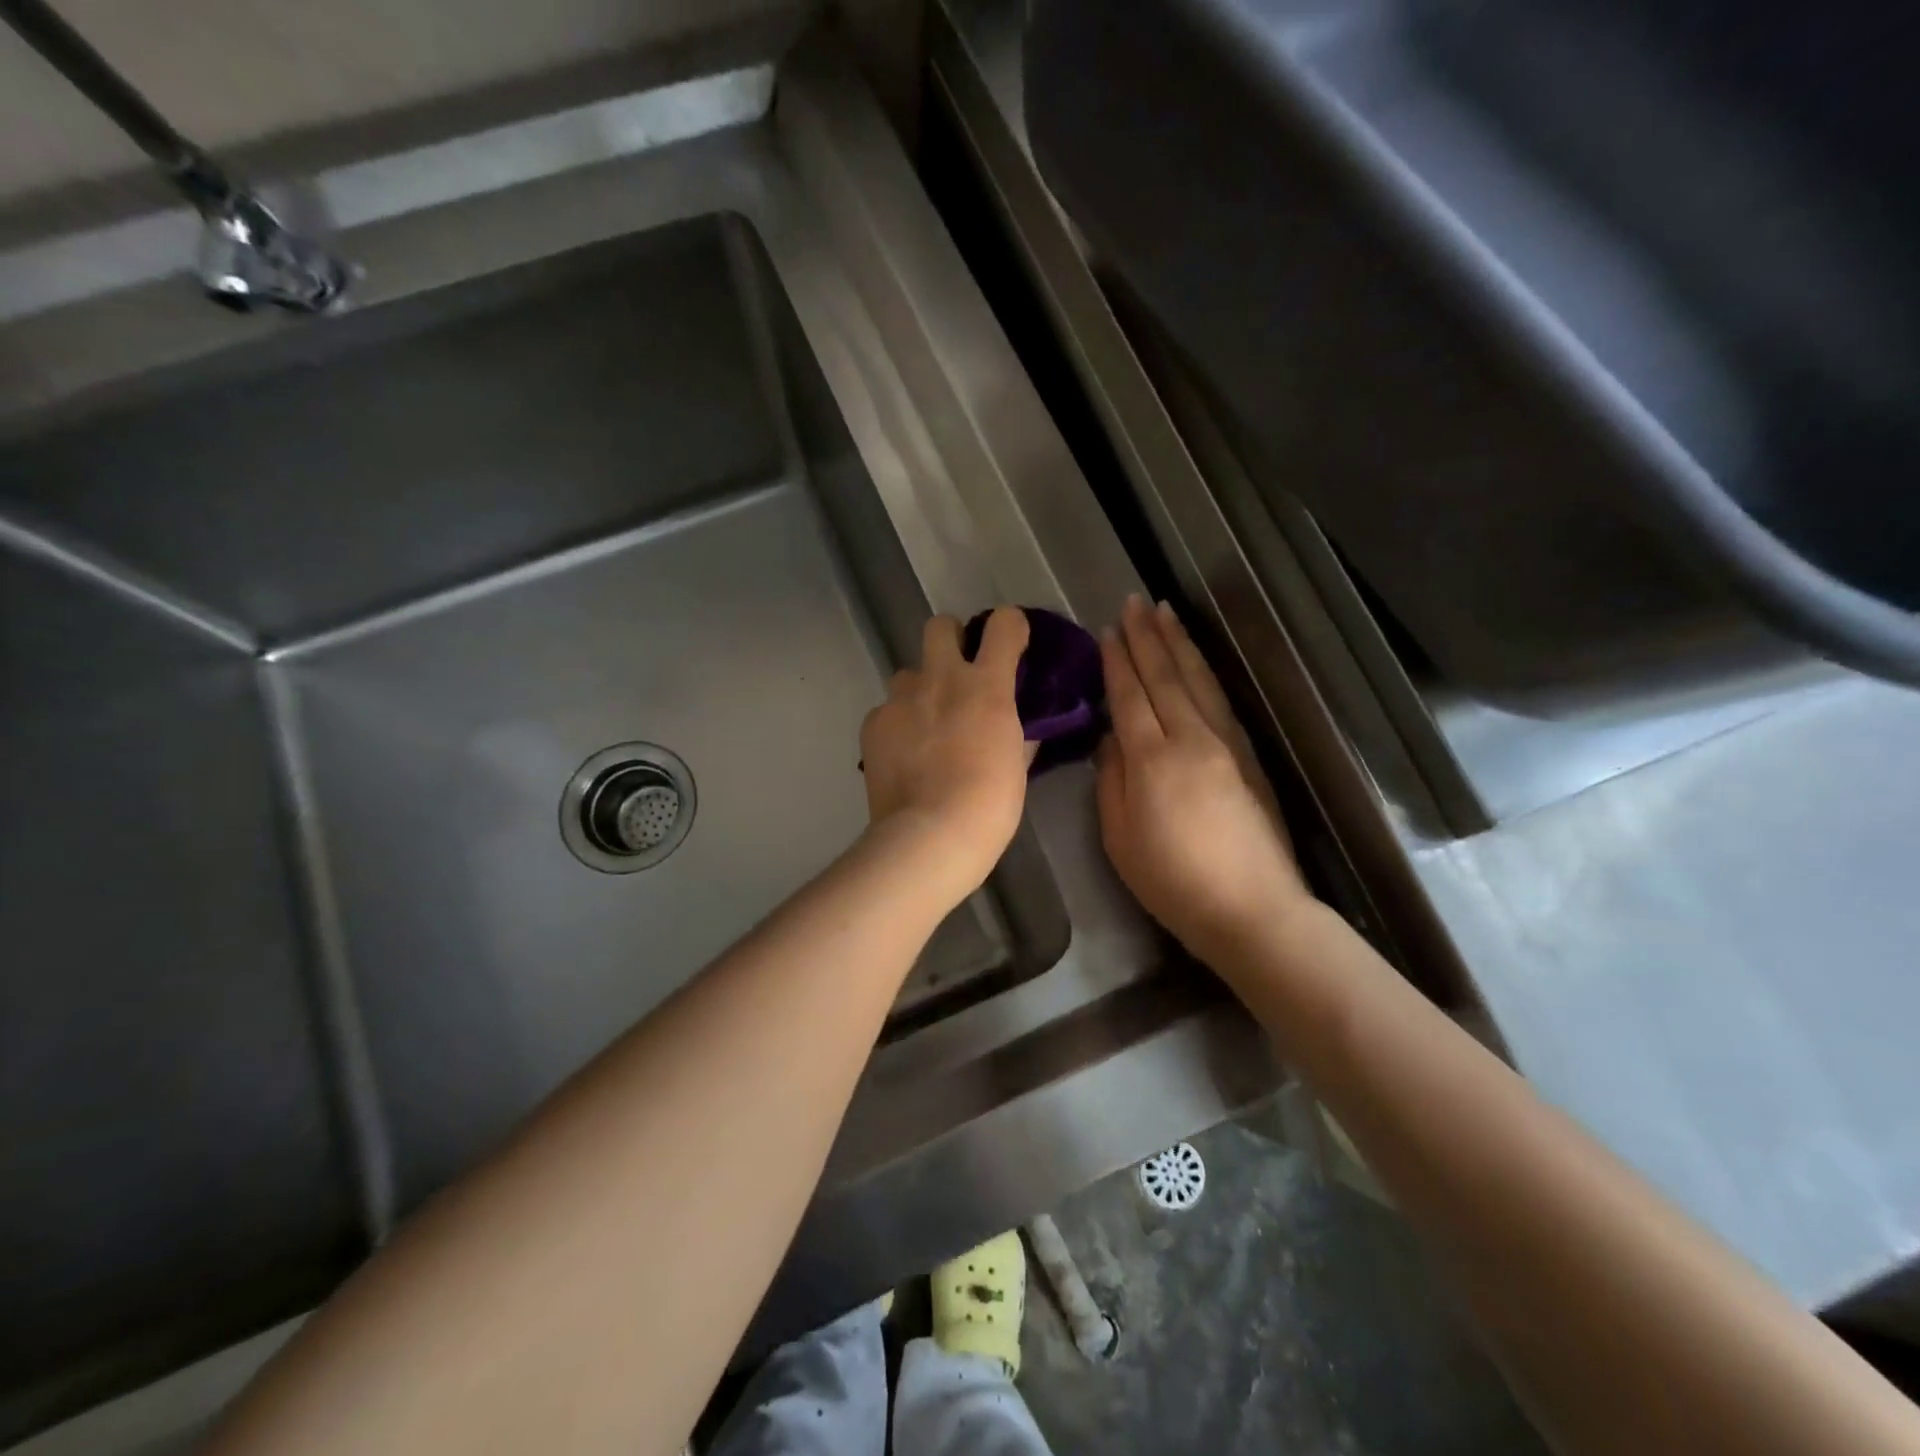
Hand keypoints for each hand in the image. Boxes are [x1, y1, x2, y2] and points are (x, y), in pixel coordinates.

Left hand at [860, 608, 1031, 903]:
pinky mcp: (873, 724)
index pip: (1003, 624)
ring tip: (926, 726)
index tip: (1012, 643)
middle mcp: (941, 679)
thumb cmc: (989, 805)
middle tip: (958, 674)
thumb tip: (1020, 725)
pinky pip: (886, 711)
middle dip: (951, 640)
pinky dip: (897, 725)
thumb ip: (1018, 733)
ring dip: (920, 689)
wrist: (930, 835)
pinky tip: (904, 755)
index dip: (1009, 626)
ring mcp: (901, 700)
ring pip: (907, 673)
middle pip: (939, 626)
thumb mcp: (1016, 765)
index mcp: (986, 685)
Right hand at [1096, 595, 1310, 964]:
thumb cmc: (1172, 882)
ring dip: (1179, 644)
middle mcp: (1191, 739)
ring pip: (1197, 681)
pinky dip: (1204, 672)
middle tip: (1134, 602)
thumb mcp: (1119, 838)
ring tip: (1164, 612)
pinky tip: (1196, 660)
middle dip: (1147, 637)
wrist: (1251, 908)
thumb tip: (1111, 737)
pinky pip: (1219, 699)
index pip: (1130, 696)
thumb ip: (1110, 780)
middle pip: (1165, 677)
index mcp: (1152, 759)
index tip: (1108, 630)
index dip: (1117, 662)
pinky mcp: (1247, 755)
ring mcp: (1225, 744)